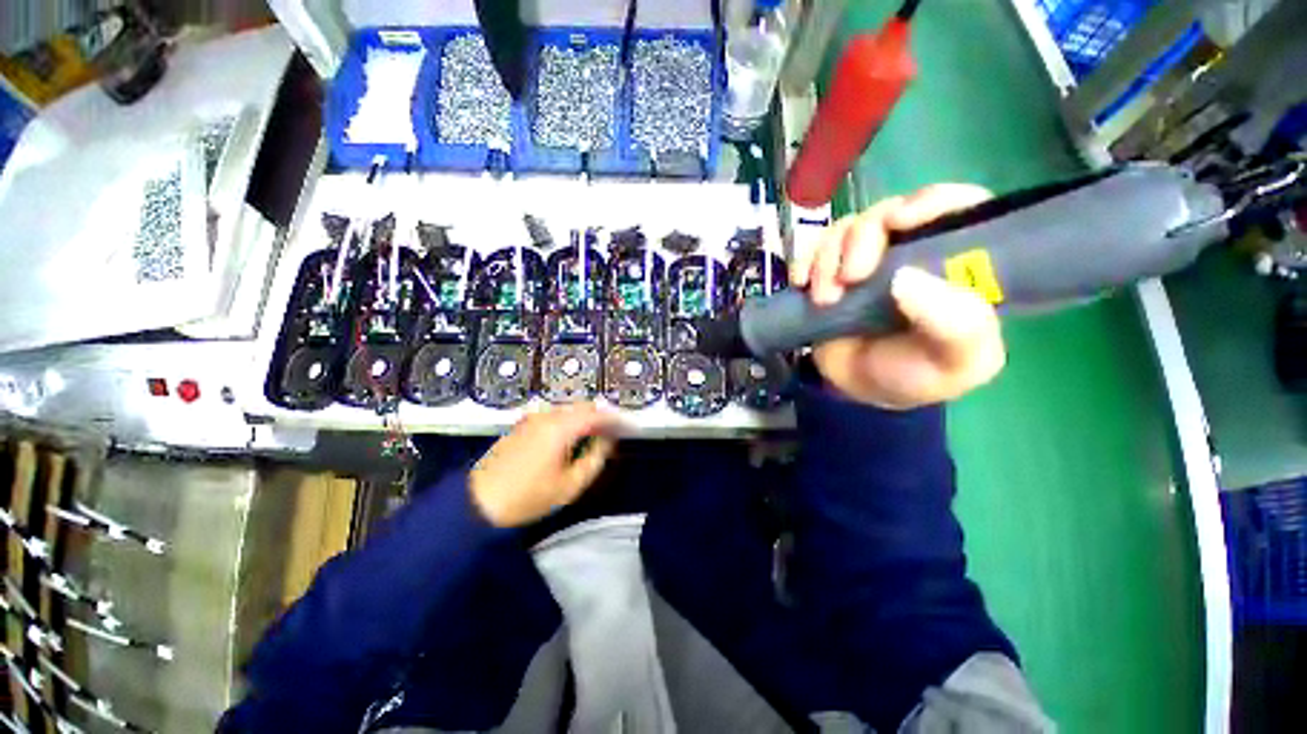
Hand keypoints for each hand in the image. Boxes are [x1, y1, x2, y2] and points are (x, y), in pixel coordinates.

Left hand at [470, 403, 620, 527]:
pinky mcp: (523, 424)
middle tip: (615, 431)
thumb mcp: (570, 485)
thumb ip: (595, 459)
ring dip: (586, 418)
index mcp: (561, 427)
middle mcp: (547, 415)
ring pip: (569, 410)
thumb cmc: (527, 497)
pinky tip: (573, 436)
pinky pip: (555, 415)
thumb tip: (607, 441)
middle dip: (602, 416)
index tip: (630, 427)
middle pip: (583, 407)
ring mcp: (533, 418)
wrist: (478, 502)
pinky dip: (570, 421)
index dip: (616, 419)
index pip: (597, 415)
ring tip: (597, 435)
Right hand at [790, 184, 1005, 409]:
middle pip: (887, 213)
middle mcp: (911, 252)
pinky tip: (800, 283)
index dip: (930, 201)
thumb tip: (906, 278)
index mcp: (955, 264)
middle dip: (863, 238)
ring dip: (828, 257)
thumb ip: (957, 325)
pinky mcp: (830, 273)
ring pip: (846, 229)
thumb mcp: (957, 362)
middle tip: (850, 278)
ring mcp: (866, 260)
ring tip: (823, 298)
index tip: (899, 222)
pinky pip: (813, 250)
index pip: (956, 206)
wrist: (861, 391)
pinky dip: (804, 260)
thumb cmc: (917, 376)